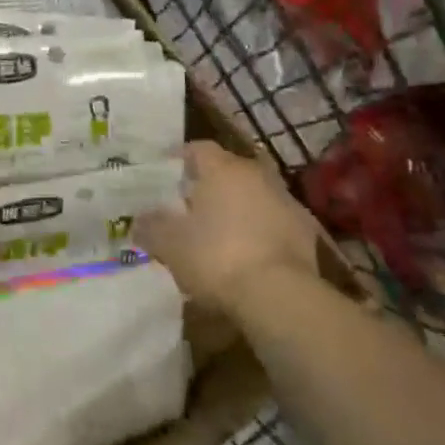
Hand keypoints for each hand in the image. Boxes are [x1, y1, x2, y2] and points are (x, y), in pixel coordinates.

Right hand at [137, 142, 322, 311]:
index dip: (180, 160)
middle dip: (210, 185)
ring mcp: (286, 200)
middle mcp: (255, 174)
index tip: (166, 177)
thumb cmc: (217, 257)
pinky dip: (262, 231)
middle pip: (228, 170)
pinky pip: (275, 222)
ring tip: (221, 233)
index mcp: (222, 168)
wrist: (280, 295)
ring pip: (254, 195)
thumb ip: (151, 227)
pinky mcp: (306, 231)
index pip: (197, 149)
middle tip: (191, 207)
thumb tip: (138, 220)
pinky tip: (250, 254)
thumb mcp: (170, 245)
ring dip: (239, 208)